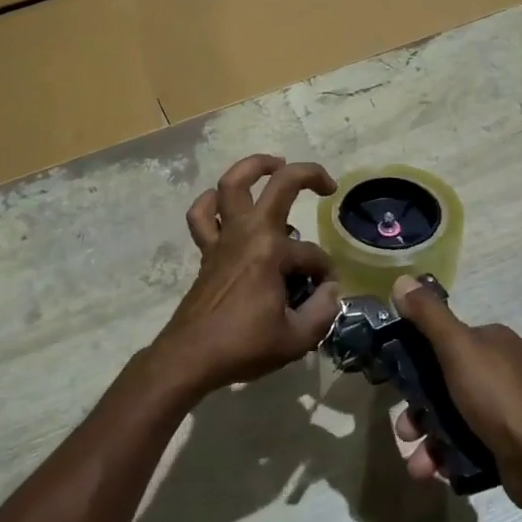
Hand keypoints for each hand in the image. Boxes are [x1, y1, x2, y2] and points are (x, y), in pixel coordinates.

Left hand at [144, 155, 342, 399]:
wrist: (191, 355)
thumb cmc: (244, 345)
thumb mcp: (296, 338)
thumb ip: (322, 312)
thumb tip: (331, 290)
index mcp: (272, 252)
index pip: (312, 255)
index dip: (325, 274)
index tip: (324, 295)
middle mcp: (248, 233)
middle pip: (279, 185)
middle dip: (308, 175)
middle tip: (326, 185)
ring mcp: (224, 237)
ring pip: (231, 184)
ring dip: (253, 167)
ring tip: (274, 166)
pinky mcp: (207, 250)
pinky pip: (202, 215)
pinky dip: (210, 202)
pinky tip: (223, 202)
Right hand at [388, 274, 521, 512]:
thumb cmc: (498, 397)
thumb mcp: (458, 348)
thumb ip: (429, 316)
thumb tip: (402, 280)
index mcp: (494, 342)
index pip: (446, 340)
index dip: (416, 358)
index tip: (396, 379)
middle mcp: (502, 370)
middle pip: (444, 382)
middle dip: (418, 409)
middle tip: (404, 430)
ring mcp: (506, 409)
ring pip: (452, 417)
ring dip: (427, 439)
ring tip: (415, 463)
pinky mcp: (506, 443)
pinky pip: (466, 444)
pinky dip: (446, 456)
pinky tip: (433, 472)